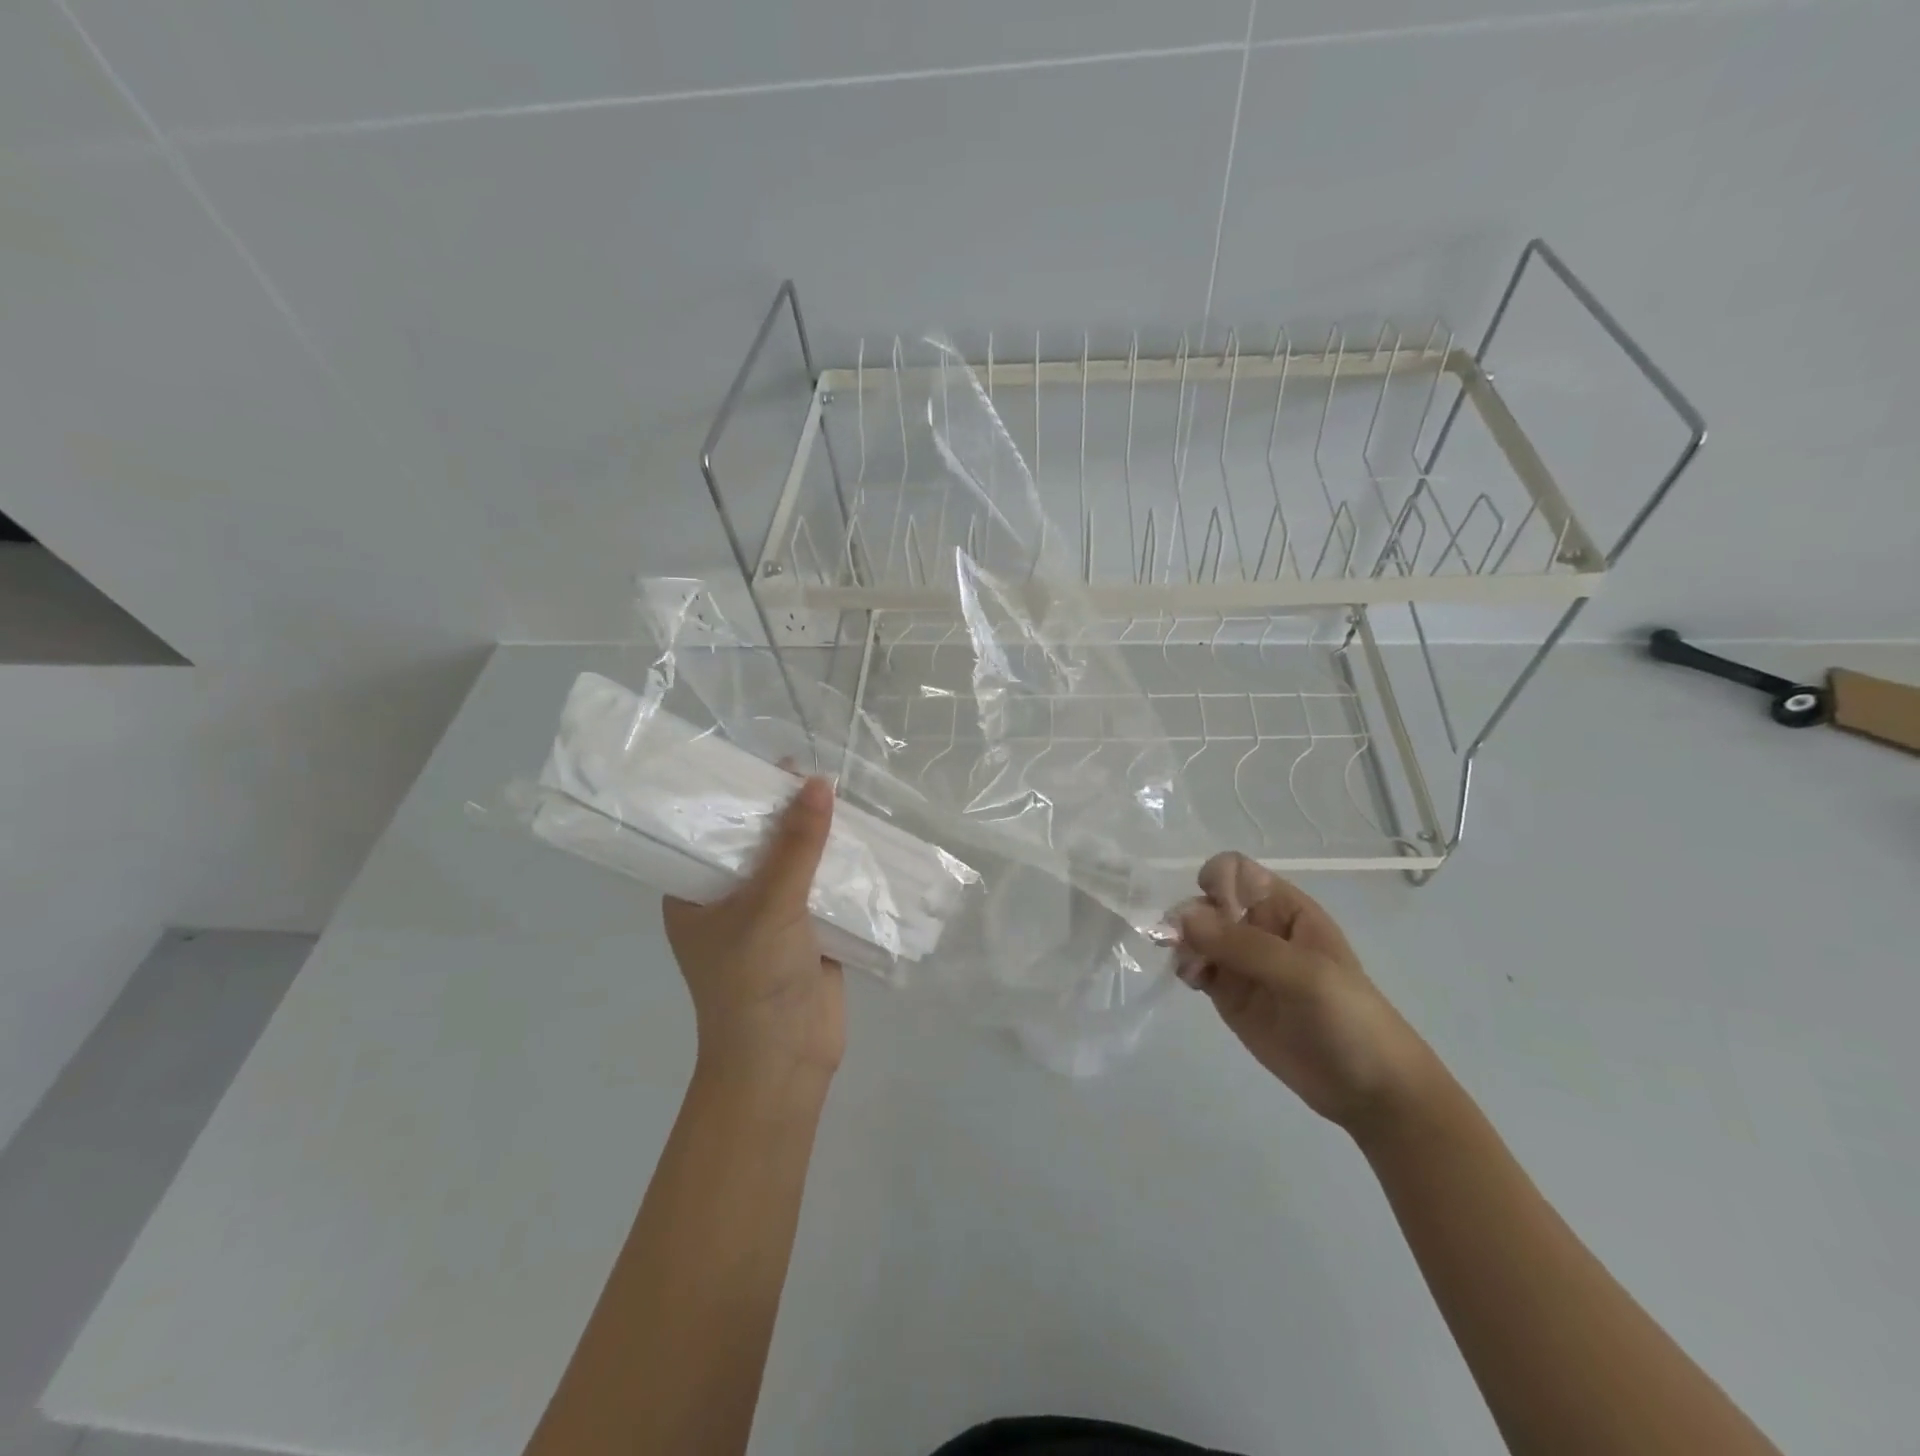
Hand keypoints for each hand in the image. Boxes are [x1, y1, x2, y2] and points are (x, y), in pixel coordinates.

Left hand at [662, 776, 843, 1087]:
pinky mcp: (808, 929)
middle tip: (814, 772)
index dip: (737, 795)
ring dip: (819, 836)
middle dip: (786, 812)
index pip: (710, 828)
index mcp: (696, 890)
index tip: (769, 762)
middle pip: (759, 841)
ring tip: (843, 795)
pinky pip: (824, 885)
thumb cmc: (754, 981)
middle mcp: (730, 896)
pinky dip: (841, 865)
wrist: (786, 1062)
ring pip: (796, 862)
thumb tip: (820, 782)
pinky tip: (863, 836)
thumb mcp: (771, 904)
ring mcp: (771, 913)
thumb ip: (797, 845)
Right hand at [1176, 852, 1440, 1133]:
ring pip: (1196, 933)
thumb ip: (1245, 945)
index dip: (1218, 883)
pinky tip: (1191, 979)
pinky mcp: (1228, 993)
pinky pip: (1194, 965)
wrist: (1370, 1091)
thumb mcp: (1305, 975)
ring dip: (1181, 940)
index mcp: (1285, 909)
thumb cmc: (1349, 1019)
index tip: (1217, 912)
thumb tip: (1182, 916)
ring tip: (1189, 967)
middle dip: (1191, 915)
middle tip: (1186, 944)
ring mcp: (1241, 962)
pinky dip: (1183, 965)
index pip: (1236, 872)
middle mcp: (1258, 927)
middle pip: (1208, 901)